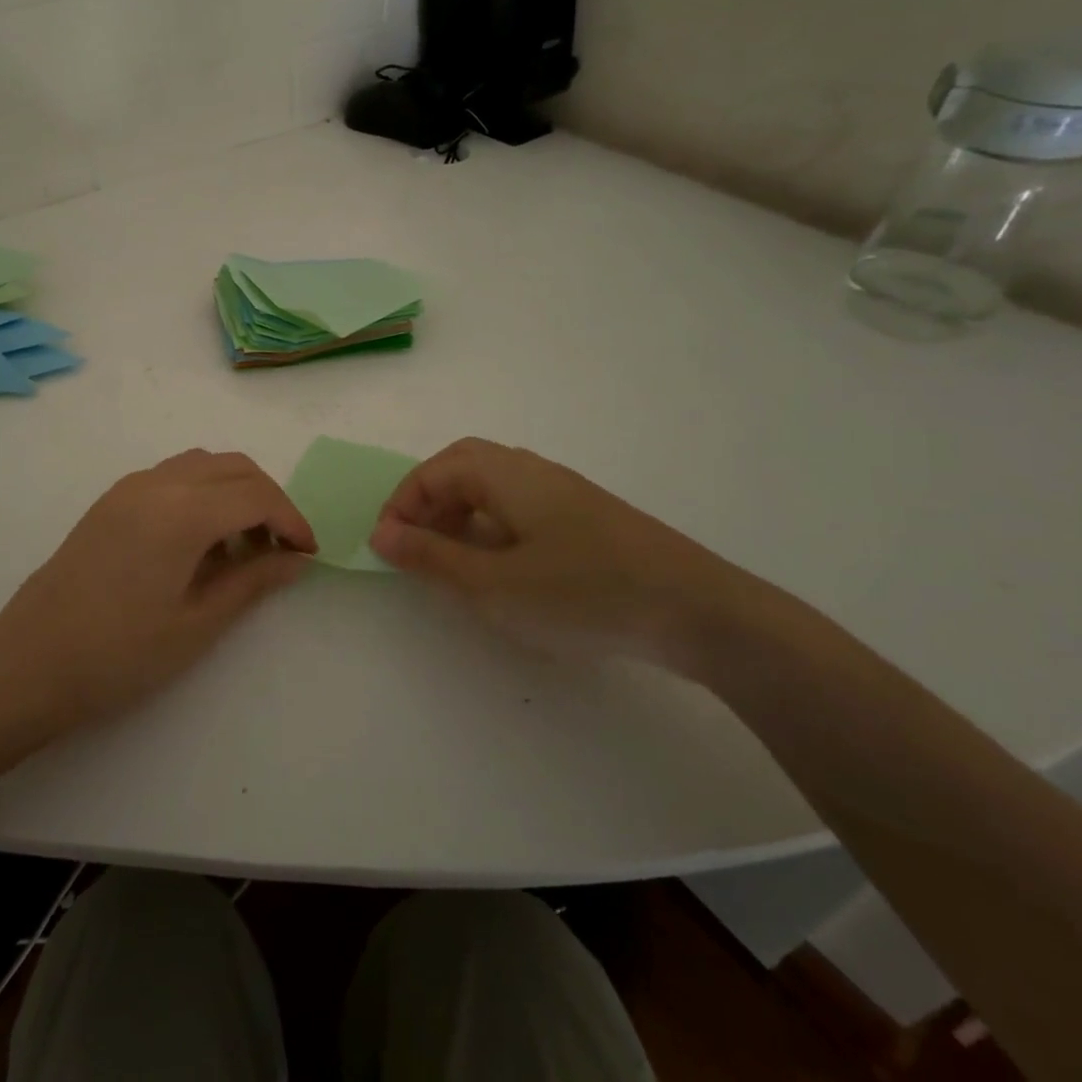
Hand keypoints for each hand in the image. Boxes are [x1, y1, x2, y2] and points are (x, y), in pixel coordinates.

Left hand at [0, 449, 316, 725]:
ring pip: (203, 465)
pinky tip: (199, 541)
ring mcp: (129, 486)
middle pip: (234, 467)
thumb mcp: (197, 623)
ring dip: (234, 492)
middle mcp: (158, 482)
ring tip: (241, 547)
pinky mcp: (112, 499)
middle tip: (281, 549)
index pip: (257, 495)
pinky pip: (173, 476)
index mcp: (183, 510)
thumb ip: (252, 581)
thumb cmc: (119, 654)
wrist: (29, 662)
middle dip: (268, 500)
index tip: (307, 554)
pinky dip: (202, 493)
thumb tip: (296, 559)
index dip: (291, 520)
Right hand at [367, 438, 748, 666]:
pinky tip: (506, 570)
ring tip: (454, 562)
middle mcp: (533, 471)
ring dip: (461, 516)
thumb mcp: (493, 584)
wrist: (700, 612)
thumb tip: (382, 533)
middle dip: (430, 503)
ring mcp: (565, 493)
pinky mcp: (589, 520)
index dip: (403, 504)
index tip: (387, 547)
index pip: (435, 471)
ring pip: (494, 489)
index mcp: (505, 474)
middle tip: (416, 546)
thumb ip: (432, 558)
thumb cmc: (583, 593)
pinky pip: (522, 509)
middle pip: (464, 468)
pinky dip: (494, 529)